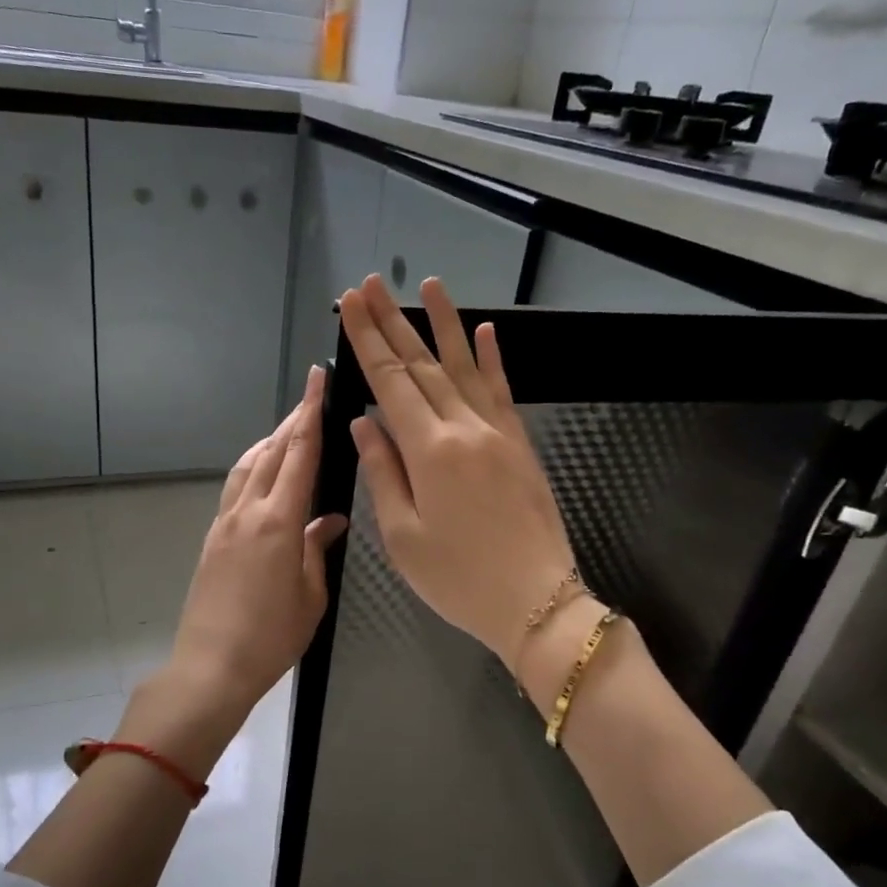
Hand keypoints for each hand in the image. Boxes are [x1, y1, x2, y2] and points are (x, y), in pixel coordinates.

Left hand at [127, 365, 345, 773]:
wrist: (211, 666)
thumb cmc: (271, 637)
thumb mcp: (310, 595)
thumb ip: (317, 549)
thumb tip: (329, 520)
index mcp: (278, 522)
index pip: (299, 454)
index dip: (310, 413)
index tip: (316, 379)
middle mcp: (247, 511)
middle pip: (272, 452)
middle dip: (293, 420)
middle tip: (312, 397)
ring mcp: (225, 523)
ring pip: (248, 467)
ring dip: (270, 443)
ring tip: (289, 432)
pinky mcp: (213, 539)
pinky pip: (235, 489)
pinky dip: (253, 469)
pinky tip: (264, 476)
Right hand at [340, 274, 576, 667]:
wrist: (536, 602)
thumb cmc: (458, 579)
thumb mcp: (403, 536)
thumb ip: (382, 472)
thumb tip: (364, 423)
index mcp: (429, 452)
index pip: (391, 383)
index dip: (367, 342)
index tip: (351, 305)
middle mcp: (464, 429)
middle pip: (422, 365)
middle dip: (393, 323)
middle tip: (371, 284)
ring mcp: (498, 433)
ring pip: (464, 367)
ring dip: (443, 325)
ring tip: (428, 284)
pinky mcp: (520, 445)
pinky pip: (502, 391)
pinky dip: (491, 359)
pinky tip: (484, 331)